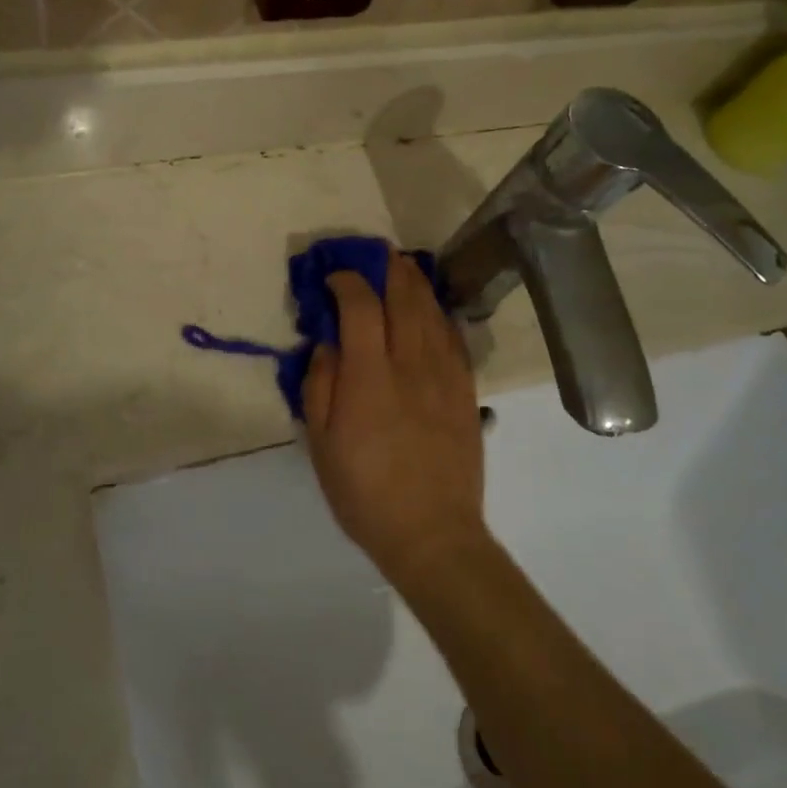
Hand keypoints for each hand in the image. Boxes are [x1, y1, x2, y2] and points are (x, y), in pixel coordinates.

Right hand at [303, 252, 488, 584]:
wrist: (431, 533)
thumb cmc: (364, 493)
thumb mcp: (321, 444)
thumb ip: (320, 386)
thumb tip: (328, 345)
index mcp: (369, 377)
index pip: (360, 308)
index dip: (346, 283)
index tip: (333, 279)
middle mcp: (411, 365)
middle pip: (404, 298)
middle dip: (388, 269)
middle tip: (375, 254)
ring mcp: (444, 376)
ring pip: (433, 313)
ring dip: (416, 283)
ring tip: (404, 267)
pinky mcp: (466, 391)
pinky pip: (454, 339)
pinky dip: (440, 314)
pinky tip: (433, 309)